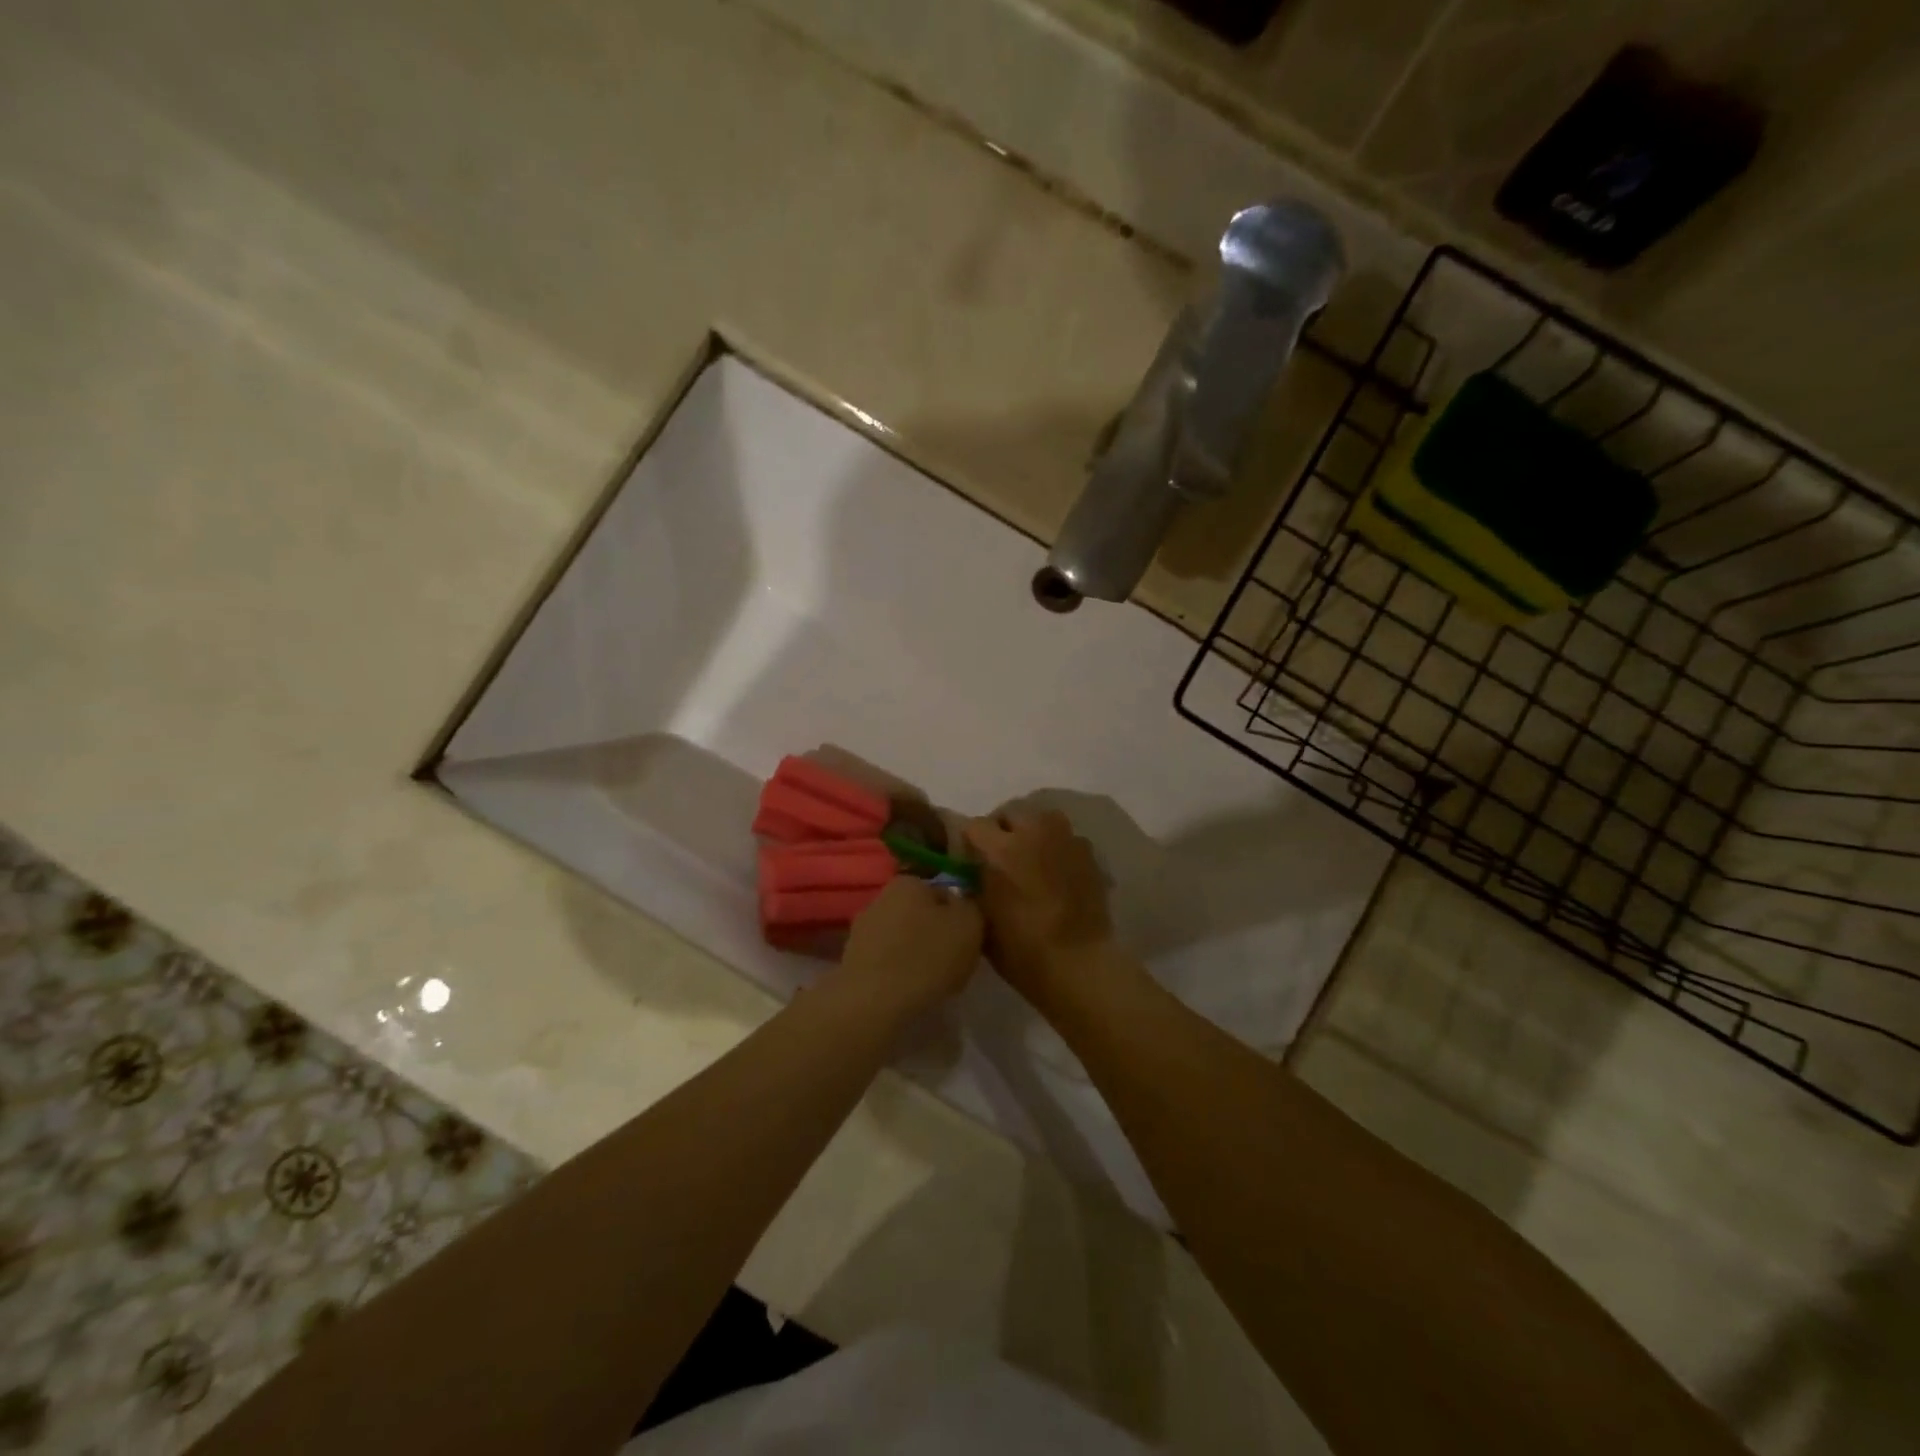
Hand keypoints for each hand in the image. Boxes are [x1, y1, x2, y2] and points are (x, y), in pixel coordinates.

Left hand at [832, 876, 983, 1020]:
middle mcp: (881, 897)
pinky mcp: (852, 960)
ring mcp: (862, 929)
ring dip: (917, 955)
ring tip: (932, 983)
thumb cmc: (927, 957)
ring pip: (903, 939)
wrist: (873, 1003)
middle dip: (936, 934)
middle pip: (921, 915)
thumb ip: (970, 905)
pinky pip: (887, 961)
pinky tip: (909, 992)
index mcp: (909, 882)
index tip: (968, 941)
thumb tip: (961, 903)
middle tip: (954, 963)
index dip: (960, 917)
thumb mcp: (969, 924)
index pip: (945, 893)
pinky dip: (899, 973)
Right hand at [963, 811, 1114, 1002]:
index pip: (974, 825)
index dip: (969, 841)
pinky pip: (1064, 837)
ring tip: (1029, 857)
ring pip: (1040, 818)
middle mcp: (1034, 833)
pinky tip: (1055, 871)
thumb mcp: (981, 920)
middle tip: (998, 856)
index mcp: (1001, 850)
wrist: (1079, 965)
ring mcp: (1066, 839)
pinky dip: (1055, 846)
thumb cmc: (1022, 950)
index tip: (969, 858)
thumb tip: (971, 872)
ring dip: (1030, 831)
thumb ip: (972, 886)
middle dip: (1000, 829)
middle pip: (1010, 812)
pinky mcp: (1088, 852)